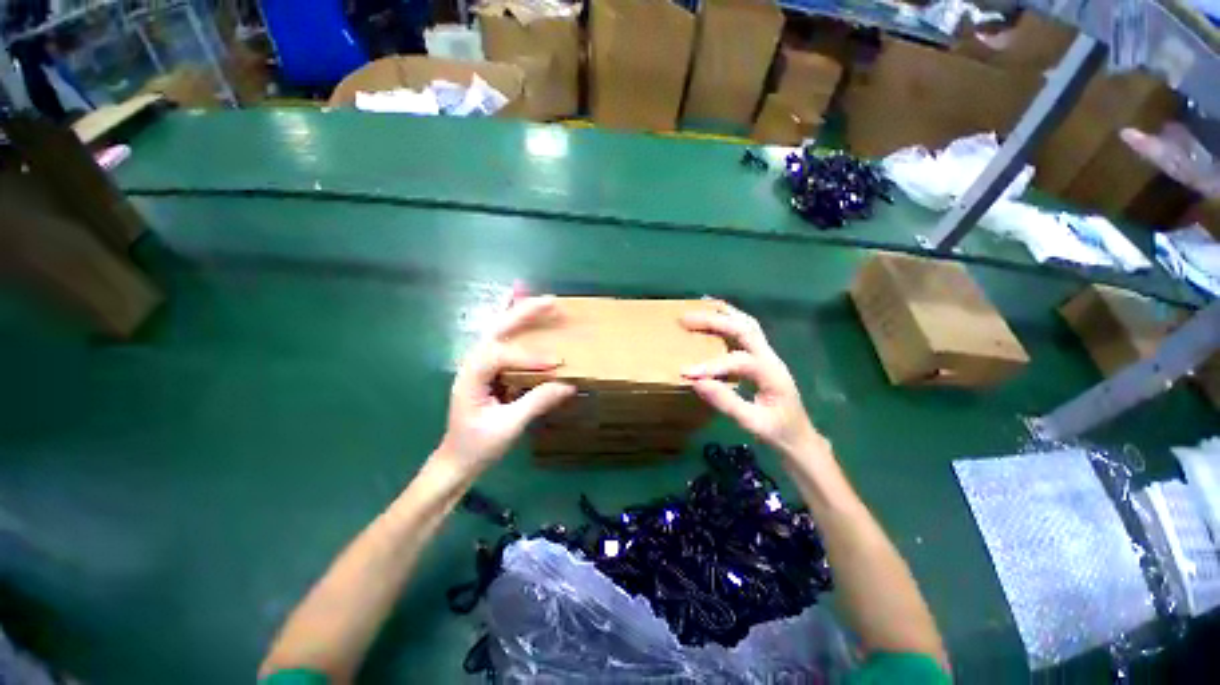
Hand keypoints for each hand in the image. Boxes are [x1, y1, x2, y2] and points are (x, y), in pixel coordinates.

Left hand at [435, 296, 575, 475]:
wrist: (456, 462)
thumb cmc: (477, 447)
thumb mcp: (508, 428)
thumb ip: (536, 403)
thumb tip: (568, 384)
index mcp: (471, 377)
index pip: (500, 356)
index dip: (529, 357)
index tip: (557, 362)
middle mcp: (473, 364)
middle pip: (496, 330)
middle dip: (523, 313)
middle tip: (551, 301)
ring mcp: (480, 366)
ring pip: (499, 331)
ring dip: (521, 314)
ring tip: (543, 301)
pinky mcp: (490, 371)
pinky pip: (504, 341)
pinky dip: (515, 325)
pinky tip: (523, 312)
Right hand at [681, 301, 822, 458]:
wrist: (799, 436)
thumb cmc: (778, 432)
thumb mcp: (752, 423)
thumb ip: (726, 402)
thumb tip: (697, 383)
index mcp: (772, 374)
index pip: (739, 361)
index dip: (711, 365)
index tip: (685, 372)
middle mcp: (770, 357)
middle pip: (744, 329)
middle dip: (714, 321)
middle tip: (685, 319)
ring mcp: (767, 354)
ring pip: (747, 324)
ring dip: (723, 314)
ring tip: (700, 307)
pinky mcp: (761, 357)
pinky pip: (745, 332)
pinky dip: (729, 320)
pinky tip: (715, 318)